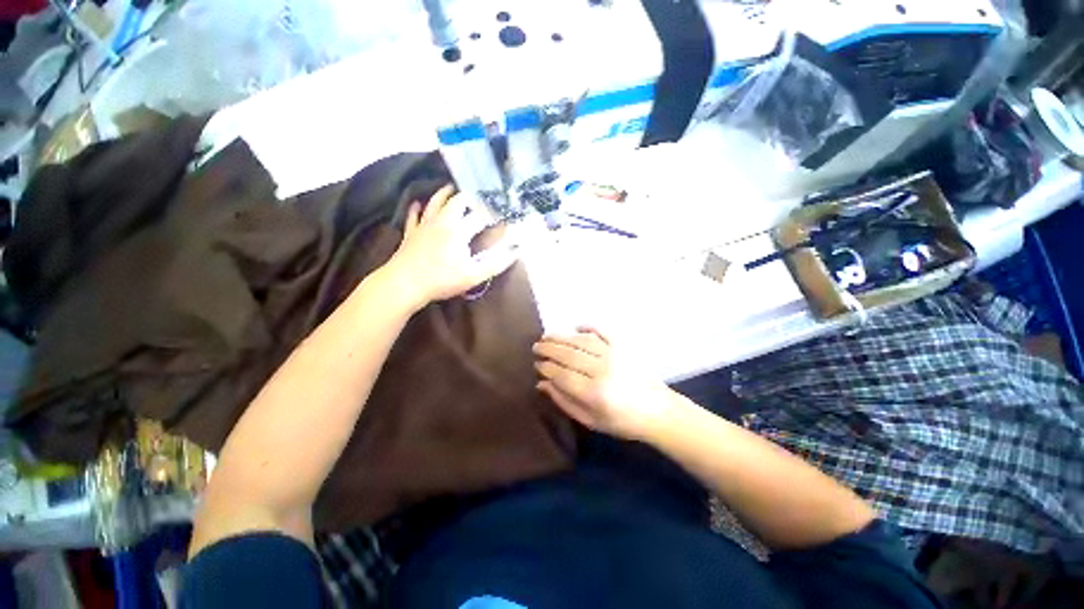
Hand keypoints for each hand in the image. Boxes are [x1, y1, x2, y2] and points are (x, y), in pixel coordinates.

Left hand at [381, 185, 517, 309]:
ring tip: (451, 187)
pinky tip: (416, 203)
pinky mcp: (411, 233)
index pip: (480, 216)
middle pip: (457, 201)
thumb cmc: (442, 280)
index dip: (493, 214)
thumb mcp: (474, 275)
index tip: (502, 214)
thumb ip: (497, 262)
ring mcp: (424, 225)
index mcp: (459, 230)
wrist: (404, 284)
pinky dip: (416, 208)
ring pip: (434, 203)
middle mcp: (442, 221)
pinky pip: (414, 216)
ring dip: (444, 193)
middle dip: (470, 197)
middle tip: (479, 196)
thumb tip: (516, 250)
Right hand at [533, 328, 674, 440]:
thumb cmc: (622, 421)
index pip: (562, 375)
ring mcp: (614, 355)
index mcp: (595, 393)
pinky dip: (588, 327)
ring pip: (581, 341)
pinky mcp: (623, 347)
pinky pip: (602, 332)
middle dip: (549, 349)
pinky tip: (576, 327)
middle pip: (569, 355)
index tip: (537, 365)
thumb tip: (542, 383)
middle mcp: (603, 370)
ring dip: (562, 336)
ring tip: (547, 336)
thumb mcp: (590, 420)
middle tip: (536, 346)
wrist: (657, 410)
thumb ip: (564, 401)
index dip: (547, 368)